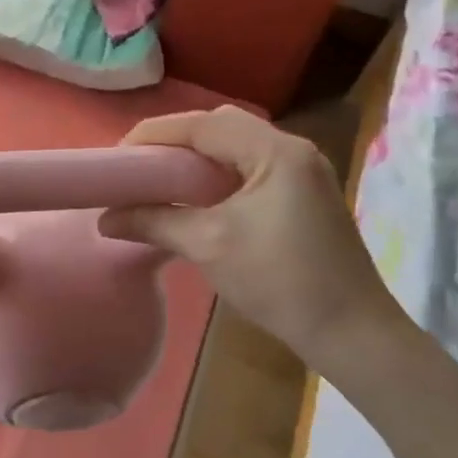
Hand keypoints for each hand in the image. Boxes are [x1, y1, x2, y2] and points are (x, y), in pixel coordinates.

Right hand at [98, 107, 424, 388]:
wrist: (352, 333)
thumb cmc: (279, 282)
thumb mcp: (208, 246)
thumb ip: (154, 222)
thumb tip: (105, 219)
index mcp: (276, 152)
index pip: (203, 124)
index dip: (155, 134)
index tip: (119, 155)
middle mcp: (294, 149)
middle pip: (221, 125)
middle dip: (175, 139)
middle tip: (140, 163)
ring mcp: (304, 170)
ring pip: (237, 144)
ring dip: (197, 155)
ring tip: (161, 176)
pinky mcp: (305, 192)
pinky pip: (251, 165)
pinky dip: (218, 171)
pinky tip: (197, 195)